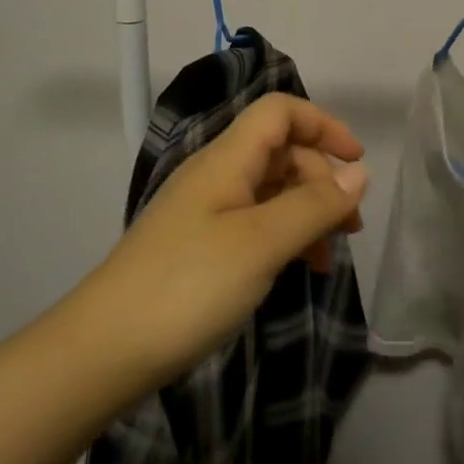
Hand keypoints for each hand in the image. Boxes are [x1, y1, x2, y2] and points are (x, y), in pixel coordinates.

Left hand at [77, 94, 369, 386]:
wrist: (104, 351)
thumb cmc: (188, 286)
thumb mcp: (262, 244)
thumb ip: (313, 205)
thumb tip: (358, 173)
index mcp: (226, 160)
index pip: (279, 112)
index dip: (322, 125)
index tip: (356, 163)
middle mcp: (216, 176)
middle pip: (280, 152)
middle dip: (322, 180)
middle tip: (350, 228)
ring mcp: (205, 212)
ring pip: (270, 191)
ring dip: (307, 213)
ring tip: (327, 258)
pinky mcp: (200, 245)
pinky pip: (255, 223)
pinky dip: (284, 237)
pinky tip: (296, 268)